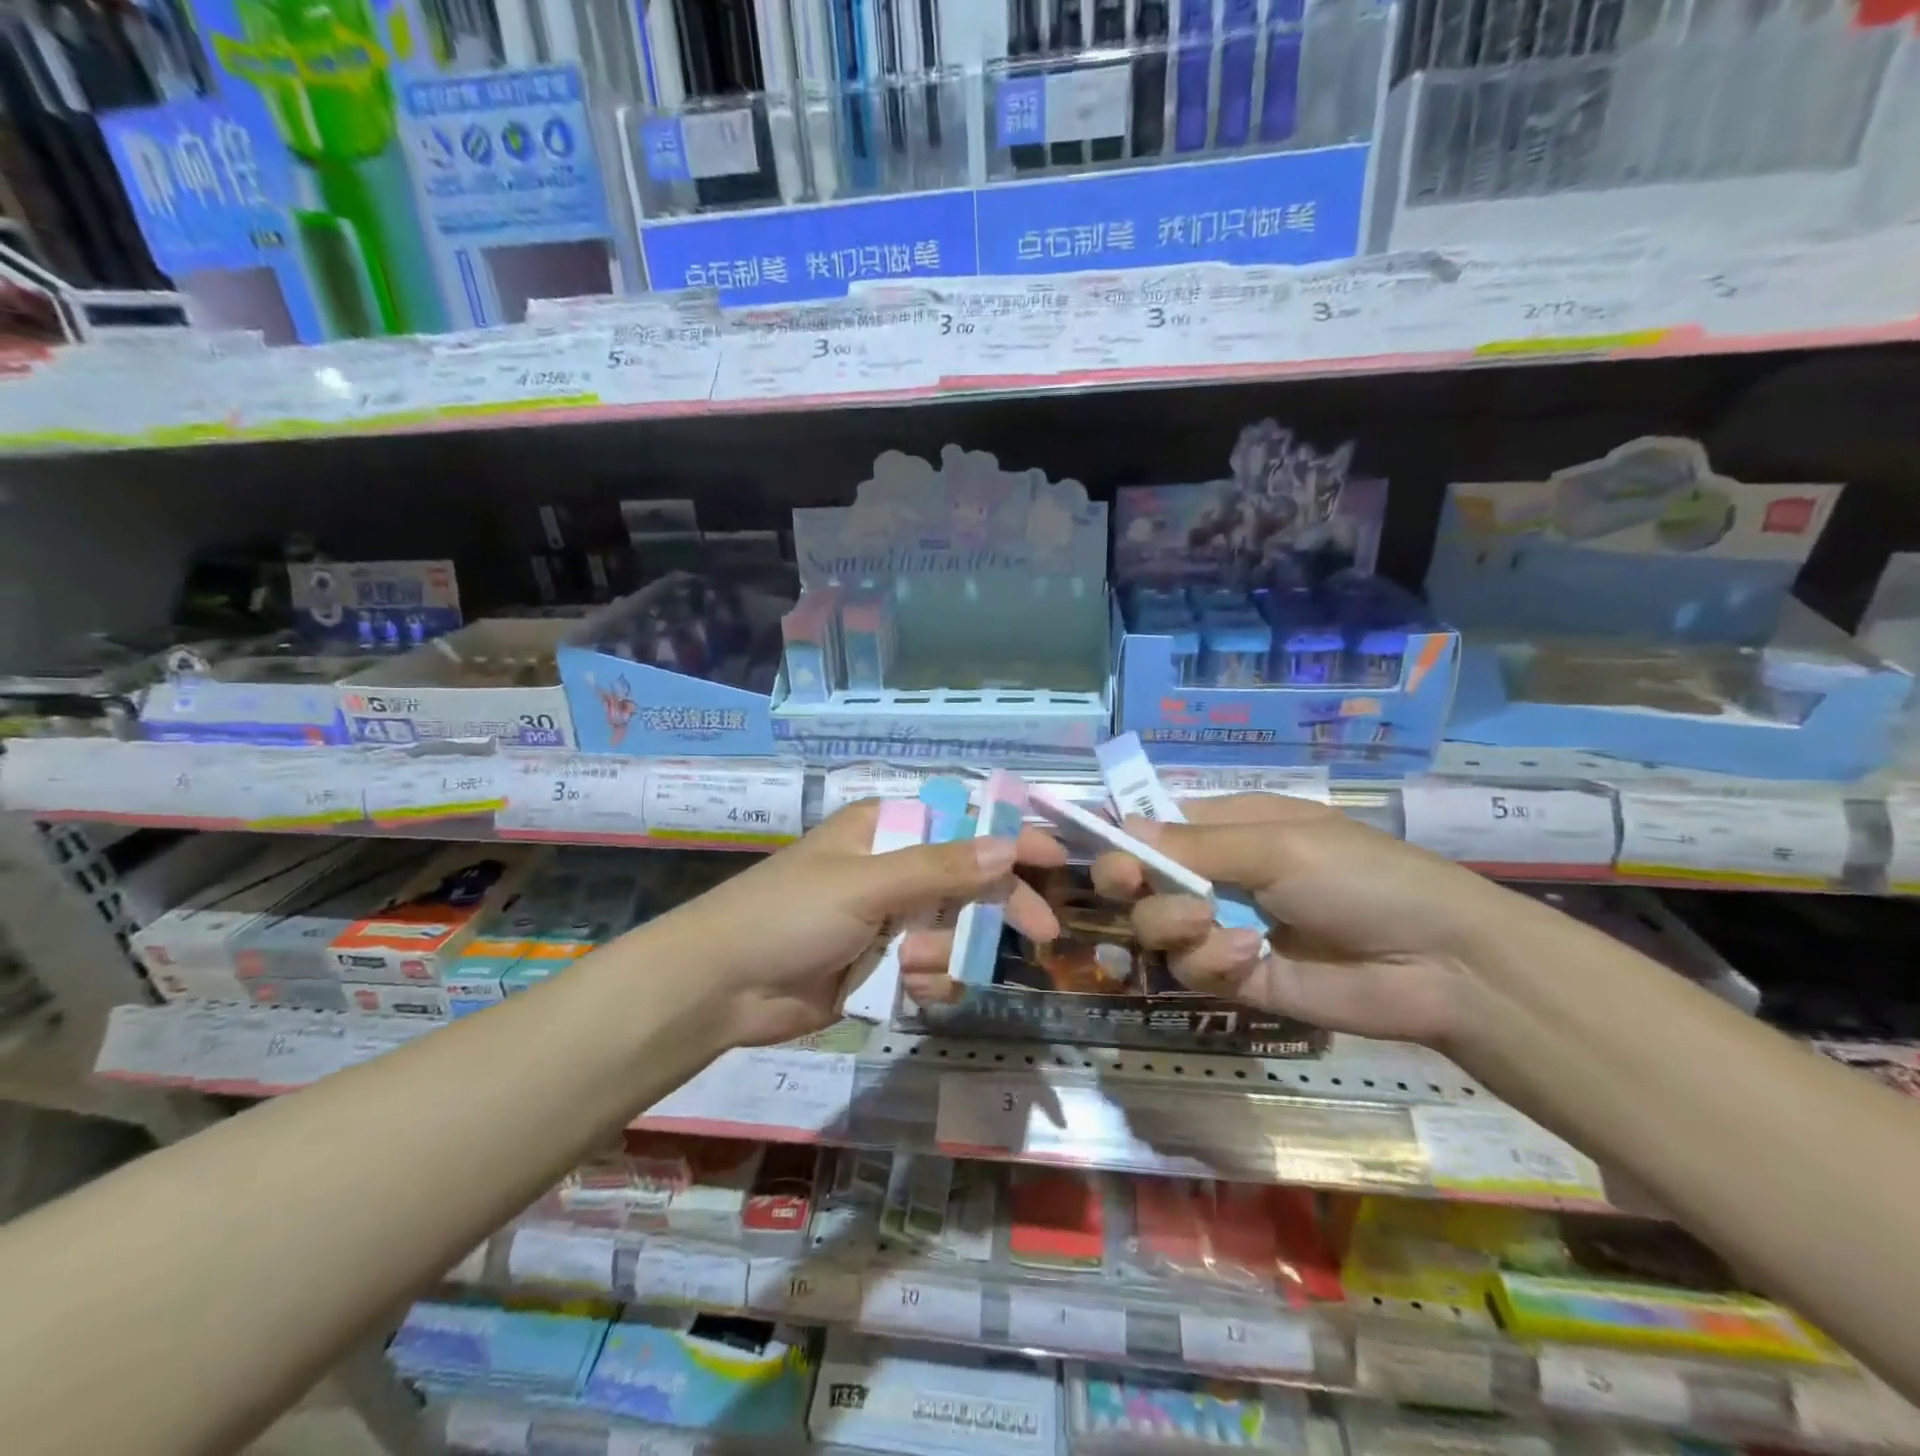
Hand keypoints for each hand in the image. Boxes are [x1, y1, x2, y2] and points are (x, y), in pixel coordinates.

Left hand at [651, 798, 1065, 1045]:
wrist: (720, 987)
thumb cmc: (788, 914)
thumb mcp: (865, 884)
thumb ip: (940, 868)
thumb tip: (1008, 846)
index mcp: (886, 830)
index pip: (963, 824)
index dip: (1011, 837)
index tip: (1058, 858)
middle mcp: (893, 869)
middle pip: (969, 881)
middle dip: (999, 907)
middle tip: (1040, 933)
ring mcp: (889, 919)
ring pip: (954, 931)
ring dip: (948, 953)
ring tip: (911, 967)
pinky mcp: (881, 964)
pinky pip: (931, 968)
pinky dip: (928, 980)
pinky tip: (906, 989)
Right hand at [1074, 793, 1516, 1043]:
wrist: (1439, 963)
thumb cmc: (1361, 876)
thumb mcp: (1278, 845)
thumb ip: (1195, 845)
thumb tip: (1121, 828)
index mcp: (1227, 828)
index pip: (1153, 827)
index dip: (1121, 836)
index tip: (1097, 846)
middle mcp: (1216, 875)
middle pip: (1141, 879)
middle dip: (1132, 882)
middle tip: (1128, 884)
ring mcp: (1223, 927)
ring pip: (1157, 926)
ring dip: (1174, 923)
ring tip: (1210, 922)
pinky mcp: (1236, 977)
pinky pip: (1192, 968)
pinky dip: (1212, 961)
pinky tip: (1251, 956)